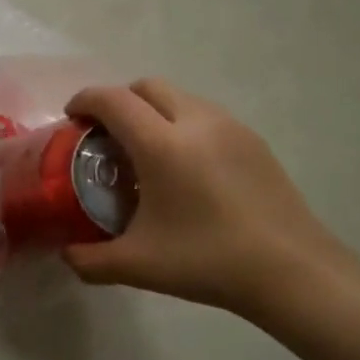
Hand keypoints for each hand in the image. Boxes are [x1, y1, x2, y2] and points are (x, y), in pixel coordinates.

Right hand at [62, 79, 341, 314]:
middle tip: (105, 135)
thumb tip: (66, 254)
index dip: (85, 101)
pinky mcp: (254, 141)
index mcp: (162, 145)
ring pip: (180, 97)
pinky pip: (205, 115)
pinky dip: (182, 124)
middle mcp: (196, 122)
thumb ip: (90, 260)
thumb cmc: (208, 262)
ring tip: (145, 151)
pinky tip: (184, 168)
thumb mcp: (137, 265)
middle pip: (147, 87)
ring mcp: (230, 128)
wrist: (293, 272)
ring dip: (152, 110)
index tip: (71, 119)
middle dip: (119, 101)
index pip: (113, 100)